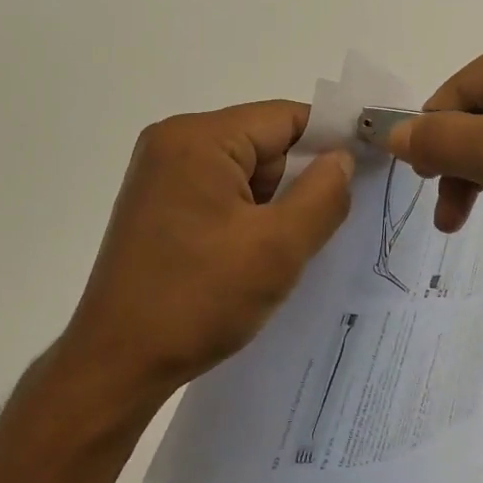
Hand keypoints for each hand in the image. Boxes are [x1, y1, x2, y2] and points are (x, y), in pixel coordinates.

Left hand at [57, 101, 352, 411]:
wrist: (117, 364)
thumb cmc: (199, 299)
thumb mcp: (279, 247)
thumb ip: (324, 194)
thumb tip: (342, 158)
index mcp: (198, 138)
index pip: (284, 118)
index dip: (330, 143)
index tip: (365, 174)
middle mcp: (173, 142)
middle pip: (263, 143)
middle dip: (297, 182)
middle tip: (318, 230)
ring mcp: (160, 174)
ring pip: (244, 172)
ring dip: (272, 206)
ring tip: (280, 253)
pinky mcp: (156, 205)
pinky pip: (219, 193)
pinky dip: (246, 217)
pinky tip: (251, 258)